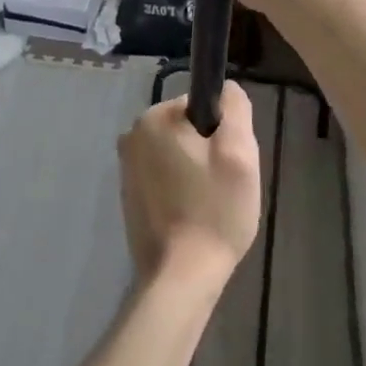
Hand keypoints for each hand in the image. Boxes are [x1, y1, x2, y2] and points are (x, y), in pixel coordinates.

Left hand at [117, 83, 261, 291]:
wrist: (180, 276)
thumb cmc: (214, 210)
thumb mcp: (239, 152)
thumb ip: (235, 109)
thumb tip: (226, 88)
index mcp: (153, 118)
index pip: (200, 107)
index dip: (222, 132)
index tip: (230, 163)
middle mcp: (131, 136)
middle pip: (187, 131)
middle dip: (209, 153)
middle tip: (224, 187)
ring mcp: (126, 169)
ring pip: (177, 156)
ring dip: (196, 173)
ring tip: (209, 206)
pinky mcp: (129, 196)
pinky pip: (164, 179)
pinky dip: (181, 191)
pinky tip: (192, 217)